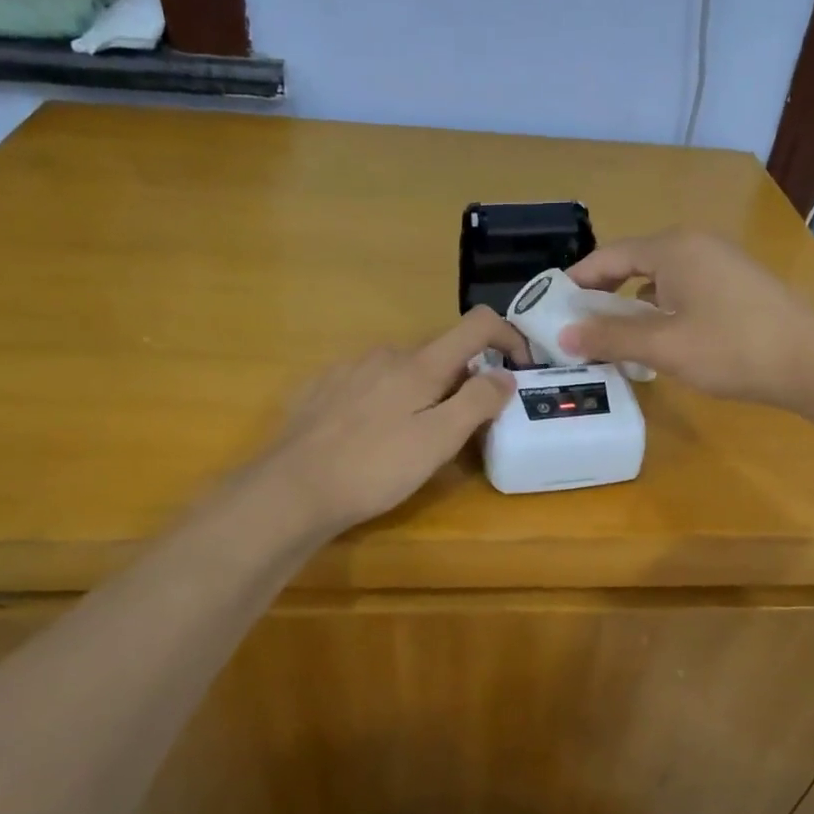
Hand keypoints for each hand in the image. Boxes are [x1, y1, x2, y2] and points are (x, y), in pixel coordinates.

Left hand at [252, 307, 528, 537]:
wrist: (291, 489)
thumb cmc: (374, 468)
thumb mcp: (438, 442)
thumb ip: (477, 403)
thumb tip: (505, 374)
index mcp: (420, 364)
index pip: (477, 324)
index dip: (509, 336)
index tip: (522, 368)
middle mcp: (386, 354)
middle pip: (441, 354)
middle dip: (463, 381)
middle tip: (466, 428)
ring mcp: (350, 369)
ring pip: (404, 370)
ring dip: (424, 393)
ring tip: (416, 439)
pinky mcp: (323, 389)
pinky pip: (371, 384)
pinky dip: (389, 400)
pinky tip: (374, 437)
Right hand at [562, 231, 813, 406]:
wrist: (813, 362)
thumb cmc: (732, 348)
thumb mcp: (664, 346)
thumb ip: (611, 338)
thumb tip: (564, 337)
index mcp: (673, 248)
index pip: (609, 256)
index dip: (577, 281)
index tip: (552, 306)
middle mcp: (695, 245)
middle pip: (634, 263)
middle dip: (603, 294)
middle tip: (578, 325)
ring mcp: (721, 262)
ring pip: (661, 278)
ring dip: (633, 304)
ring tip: (612, 337)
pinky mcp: (738, 283)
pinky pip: (685, 288)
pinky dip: (662, 308)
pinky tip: (659, 337)